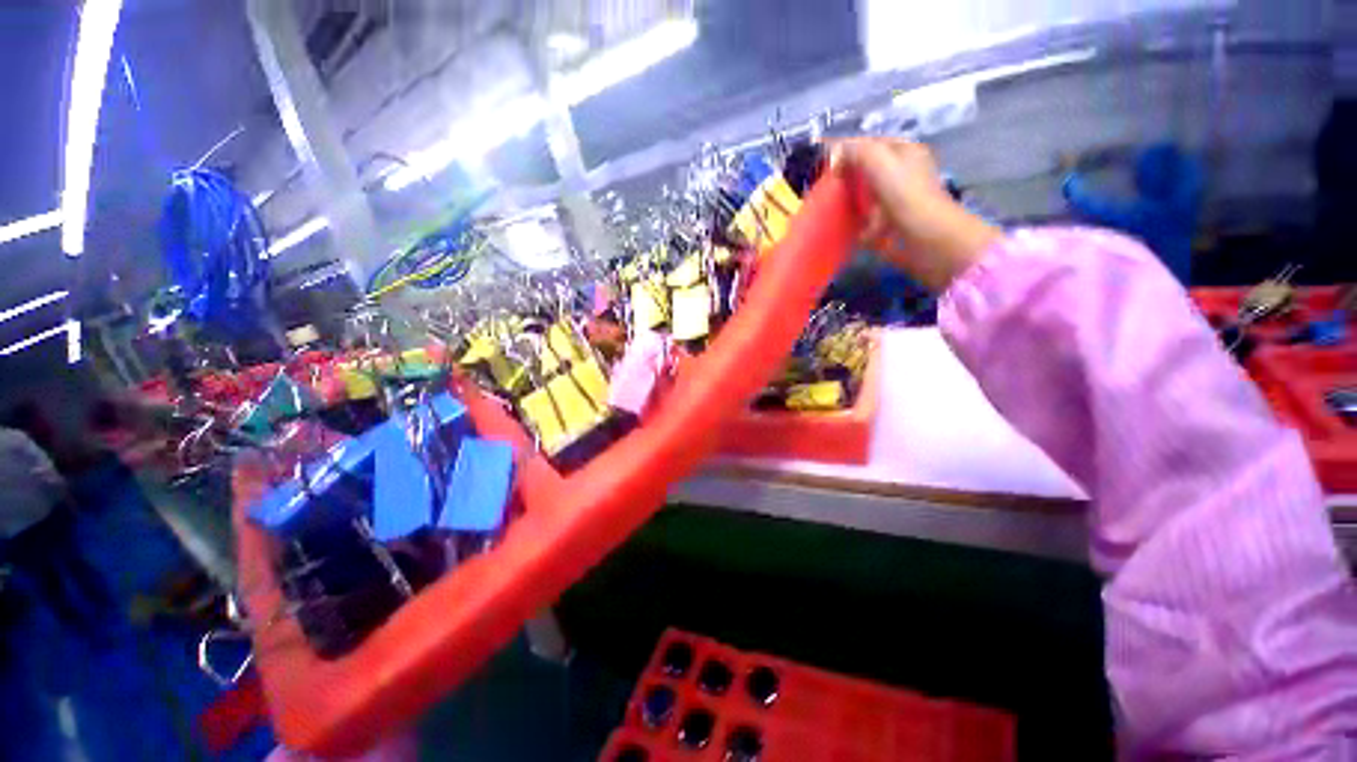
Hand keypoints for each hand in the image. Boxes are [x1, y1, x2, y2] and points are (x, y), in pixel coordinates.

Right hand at [833, 138, 1000, 291]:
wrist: (926, 240)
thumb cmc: (906, 196)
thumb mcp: (881, 163)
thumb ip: (857, 151)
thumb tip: (834, 152)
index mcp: (904, 151)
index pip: (869, 144)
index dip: (846, 151)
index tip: (824, 165)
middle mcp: (902, 173)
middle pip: (866, 170)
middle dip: (845, 178)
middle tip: (824, 187)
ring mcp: (896, 201)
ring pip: (863, 196)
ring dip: (847, 202)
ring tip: (829, 208)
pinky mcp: (889, 225)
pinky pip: (864, 220)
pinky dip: (854, 223)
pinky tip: (842, 227)